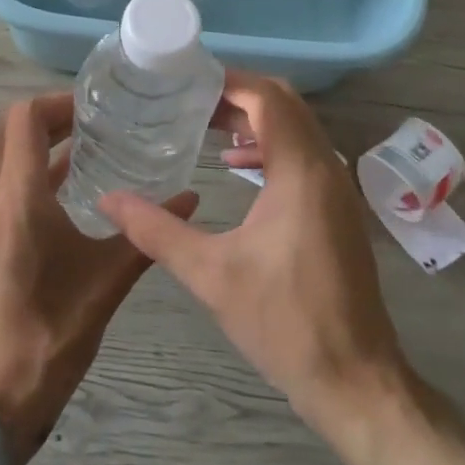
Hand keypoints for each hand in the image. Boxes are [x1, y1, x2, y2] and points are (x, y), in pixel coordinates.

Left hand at [0, 93, 197, 464]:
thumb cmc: (49, 336)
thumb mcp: (106, 283)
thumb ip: (145, 236)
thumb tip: (190, 197)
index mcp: (17, 197)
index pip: (25, 117)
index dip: (58, 102)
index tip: (94, 108)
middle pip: (9, 128)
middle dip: (48, 117)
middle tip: (92, 121)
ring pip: (2, 154)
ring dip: (36, 144)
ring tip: (86, 147)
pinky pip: (0, 182)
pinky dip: (28, 170)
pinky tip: (67, 188)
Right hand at [100, 73, 464, 464]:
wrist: (356, 382)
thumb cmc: (284, 322)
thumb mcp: (211, 275)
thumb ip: (156, 231)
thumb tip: (107, 201)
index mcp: (300, 170)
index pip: (267, 97)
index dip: (228, 82)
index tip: (186, 82)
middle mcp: (325, 166)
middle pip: (284, 103)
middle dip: (237, 94)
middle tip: (190, 99)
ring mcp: (337, 187)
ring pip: (296, 126)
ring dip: (254, 118)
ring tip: (204, 125)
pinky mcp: (338, 207)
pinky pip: (303, 152)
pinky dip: (270, 144)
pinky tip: (236, 165)